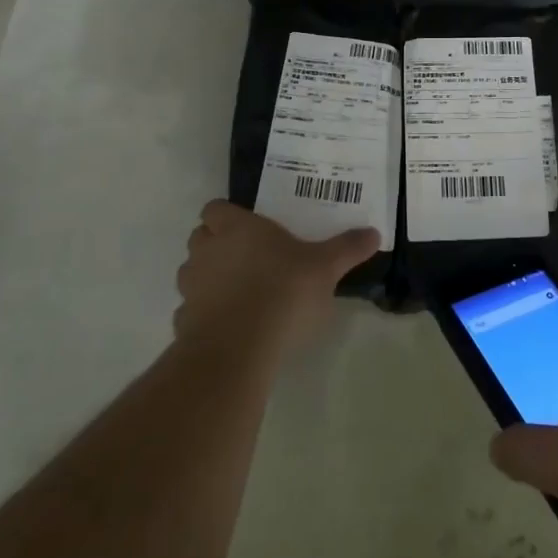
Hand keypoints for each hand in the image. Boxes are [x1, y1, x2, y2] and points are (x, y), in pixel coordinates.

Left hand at [174, 202, 378, 356]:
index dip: (227, 215)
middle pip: (200, 236)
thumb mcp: (325, 267)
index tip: (248, 226)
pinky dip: (205, 315)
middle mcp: (207, 251)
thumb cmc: (283, 292)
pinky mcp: (183, 323)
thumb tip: (374, 232)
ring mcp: (191, 288)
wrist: (239, 349)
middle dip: (216, 243)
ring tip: (238, 292)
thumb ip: (347, 248)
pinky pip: (190, 311)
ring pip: (192, 273)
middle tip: (247, 256)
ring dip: (208, 278)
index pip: (215, 208)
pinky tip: (229, 326)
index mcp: (237, 228)